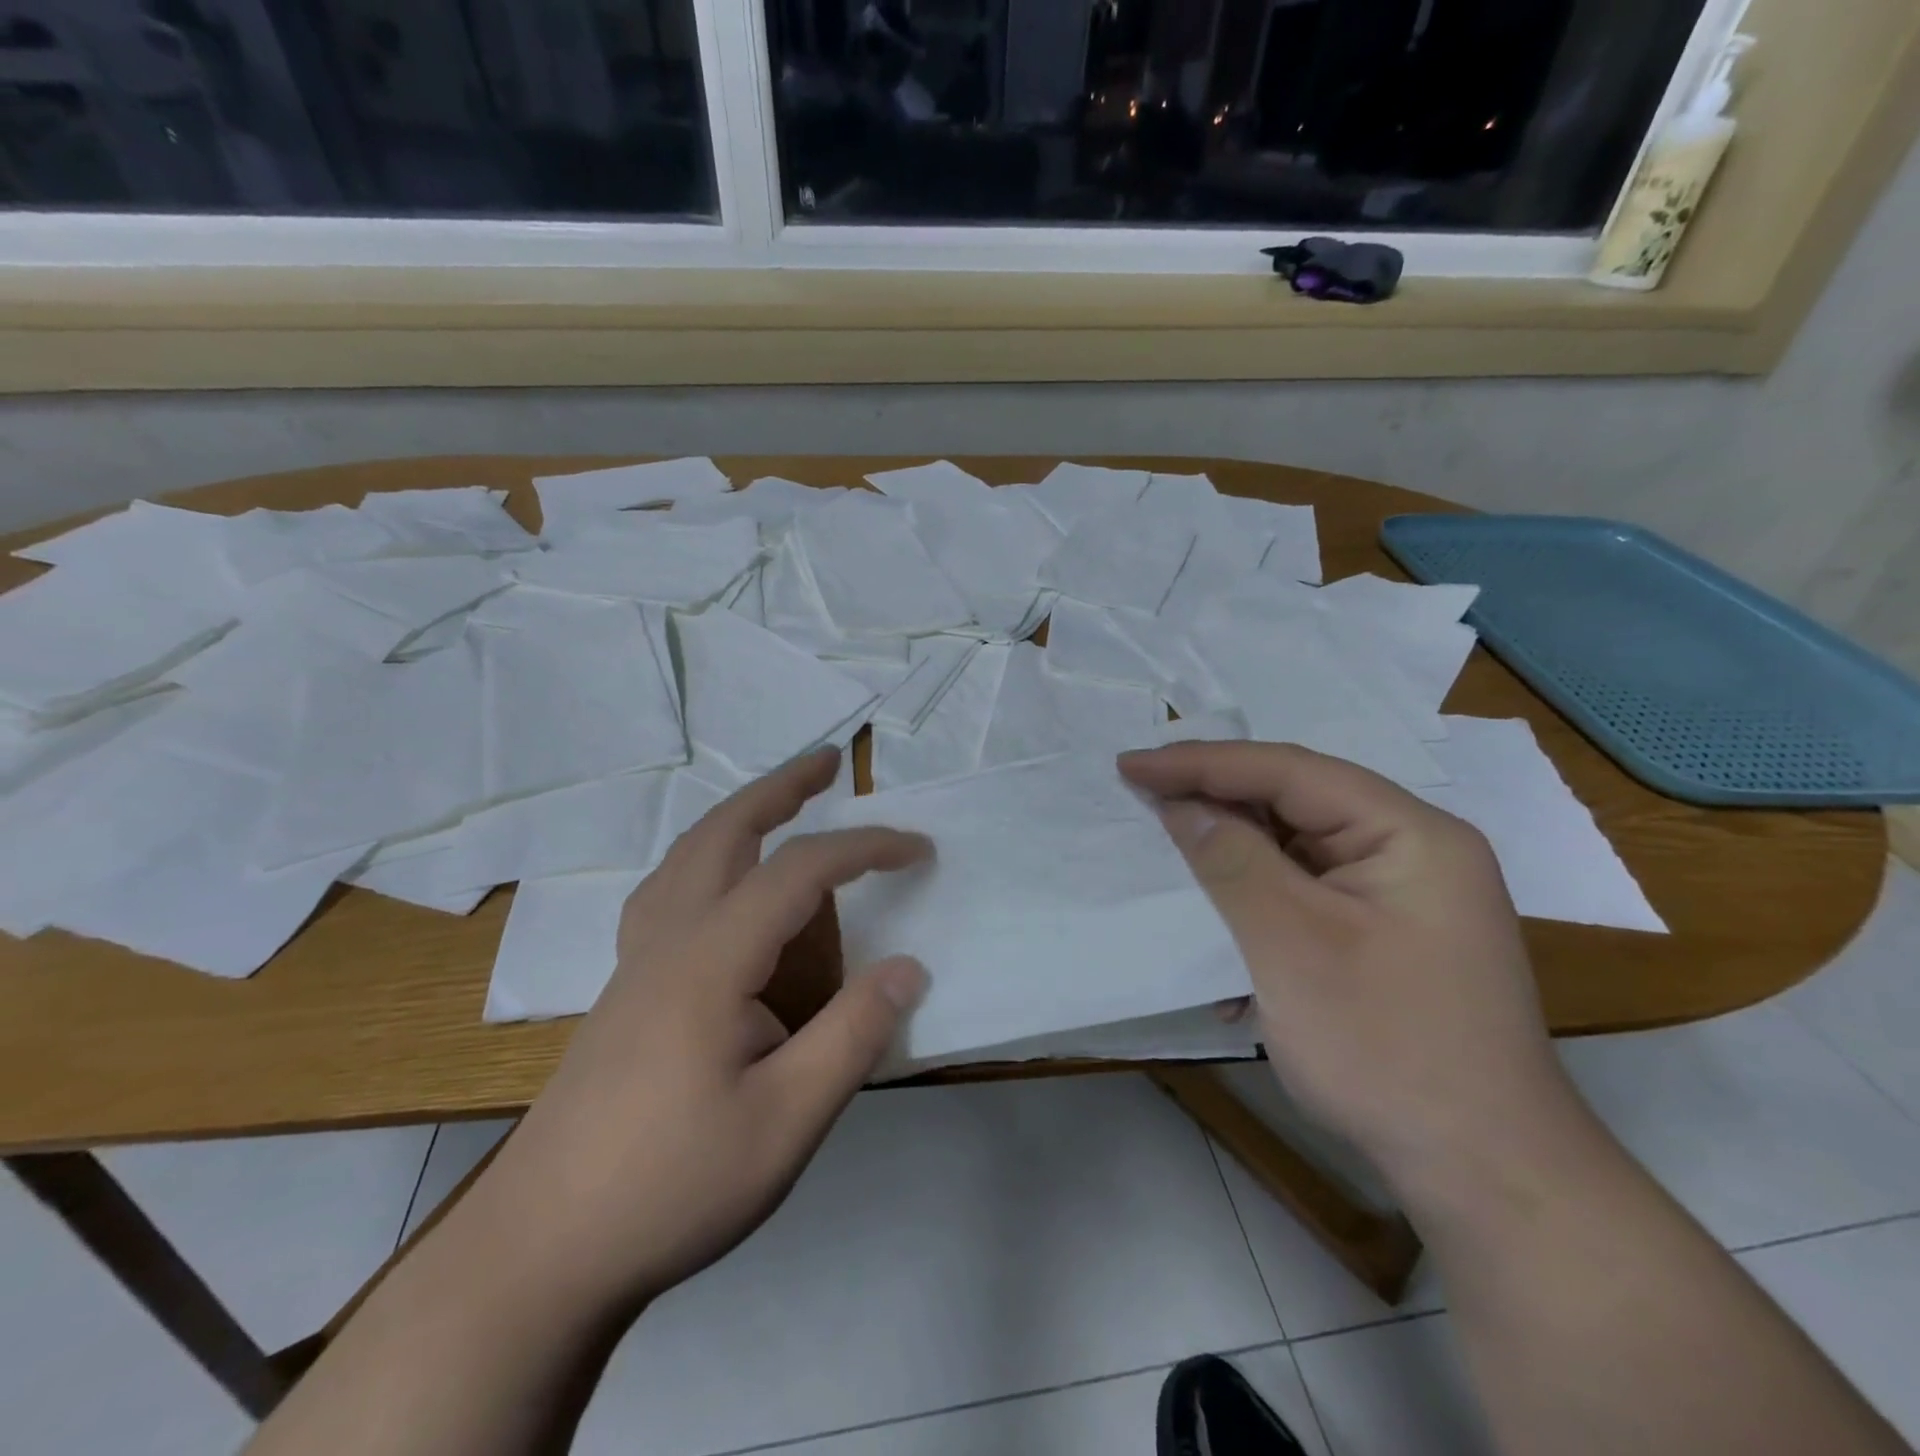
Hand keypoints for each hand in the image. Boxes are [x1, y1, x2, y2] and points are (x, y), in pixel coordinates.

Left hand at [470, 748, 930, 1315]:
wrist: (540, 1252)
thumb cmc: (671, 1185)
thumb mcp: (786, 1122)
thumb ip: (853, 1036)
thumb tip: (910, 967)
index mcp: (709, 960)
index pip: (799, 872)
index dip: (864, 848)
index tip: (919, 849)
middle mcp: (667, 940)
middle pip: (725, 832)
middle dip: (782, 788)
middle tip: (830, 762)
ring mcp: (636, 962)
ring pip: (686, 855)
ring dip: (739, 815)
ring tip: (782, 806)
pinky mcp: (623, 990)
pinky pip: (667, 890)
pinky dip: (706, 857)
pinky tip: (720, 885)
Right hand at [1119, 740, 1581, 1200]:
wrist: (1484, 1177)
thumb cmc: (1387, 1050)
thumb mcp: (1292, 945)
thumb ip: (1233, 861)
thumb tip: (1182, 805)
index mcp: (1409, 833)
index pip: (1290, 771)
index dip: (1202, 762)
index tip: (1130, 763)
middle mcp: (1411, 851)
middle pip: (1295, 802)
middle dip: (1215, 798)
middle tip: (1141, 790)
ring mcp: (1399, 896)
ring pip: (1294, 847)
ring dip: (1229, 849)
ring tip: (1165, 838)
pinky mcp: (1382, 935)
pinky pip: (1304, 891)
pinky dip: (1253, 895)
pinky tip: (1215, 910)